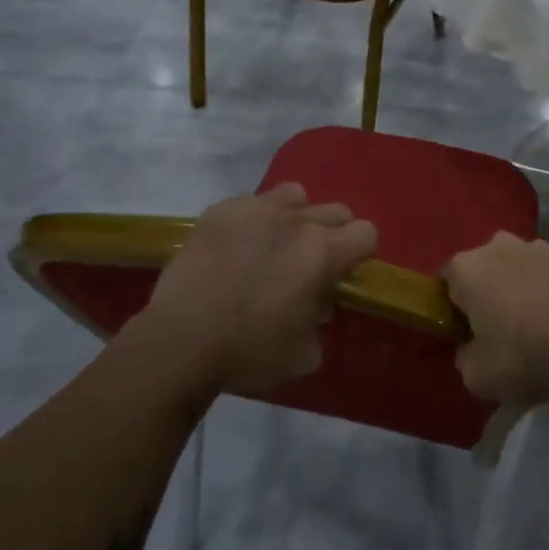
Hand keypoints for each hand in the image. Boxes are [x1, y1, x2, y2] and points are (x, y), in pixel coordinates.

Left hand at [141, 184, 376, 395]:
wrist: (181, 340)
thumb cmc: (250, 351)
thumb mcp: (304, 353)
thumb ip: (322, 322)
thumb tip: (319, 306)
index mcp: (323, 253)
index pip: (366, 233)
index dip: (359, 254)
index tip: (342, 274)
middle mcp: (296, 221)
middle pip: (335, 210)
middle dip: (331, 234)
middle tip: (309, 264)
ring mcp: (255, 209)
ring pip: (294, 196)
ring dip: (295, 217)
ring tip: (274, 245)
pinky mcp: (220, 211)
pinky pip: (251, 202)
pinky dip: (253, 221)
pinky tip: (235, 247)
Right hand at [444, 233, 548, 407]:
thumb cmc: (523, 354)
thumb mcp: (478, 376)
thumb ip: (465, 358)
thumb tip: (471, 350)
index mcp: (466, 268)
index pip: (447, 284)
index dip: (454, 309)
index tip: (466, 334)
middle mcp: (497, 247)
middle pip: (484, 270)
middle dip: (488, 293)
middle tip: (499, 331)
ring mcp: (538, 247)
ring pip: (518, 269)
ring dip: (520, 290)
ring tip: (536, 327)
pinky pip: (548, 276)